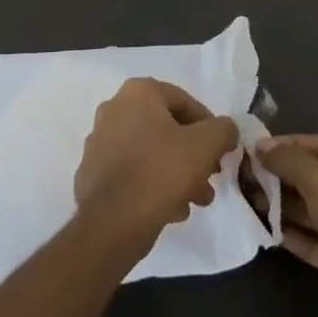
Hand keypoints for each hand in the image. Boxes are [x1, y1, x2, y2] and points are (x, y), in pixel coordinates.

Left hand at [75, 78, 239, 247]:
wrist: (111, 223)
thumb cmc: (161, 172)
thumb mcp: (205, 146)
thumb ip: (223, 130)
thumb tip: (225, 130)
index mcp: (138, 93)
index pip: (185, 102)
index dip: (209, 127)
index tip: (221, 152)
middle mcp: (114, 109)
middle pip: (167, 129)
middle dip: (193, 155)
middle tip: (210, 179)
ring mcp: (99, 142)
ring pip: (151, 153)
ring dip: (177, 173)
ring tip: (195, 201)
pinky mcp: (92, 173)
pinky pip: (132, 172)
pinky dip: (153, 184)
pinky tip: (170, 210)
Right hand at [256, 133, 317, 316]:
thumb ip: (290, 160)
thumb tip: (261, 146)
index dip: (290, 145)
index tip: (257, 150)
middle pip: (316, 178)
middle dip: (283, 177)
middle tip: (248, 178)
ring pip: (314, 211)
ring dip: (284, 206)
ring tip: (251, 203)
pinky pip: (315, 240)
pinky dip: (294, 235)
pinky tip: (268, 232)